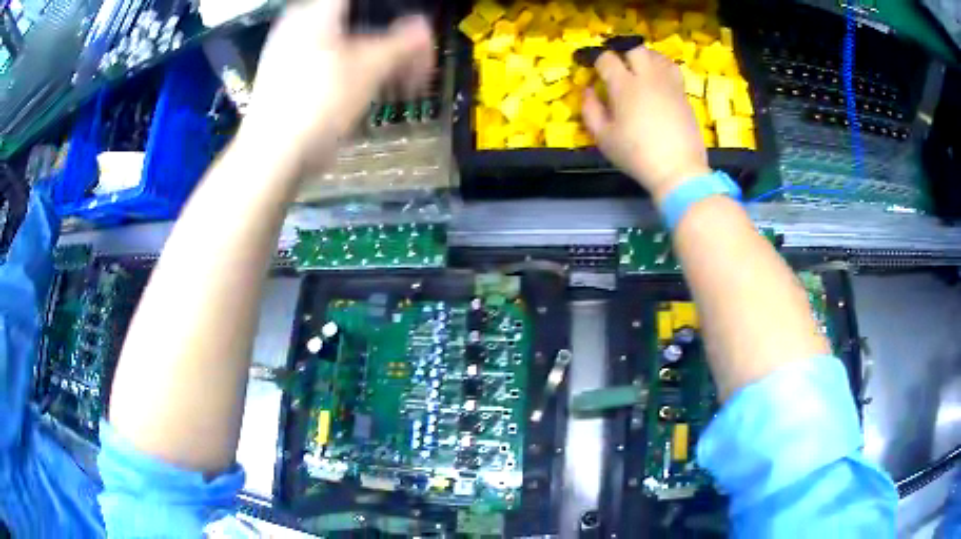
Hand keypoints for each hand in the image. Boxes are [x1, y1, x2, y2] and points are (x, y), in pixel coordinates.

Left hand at [237, 0, 433, 178]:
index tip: (406, 25)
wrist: (272, 156)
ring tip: (394, 80)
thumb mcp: (370, 69)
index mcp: (316, 12)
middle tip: (411, 60)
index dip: (387, 10)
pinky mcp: (282, 78)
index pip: (357, 1)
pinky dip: (349, 69)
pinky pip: (324, 61)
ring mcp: (285, 52)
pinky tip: (362, 91)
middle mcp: (297, 24)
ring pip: (340, 42)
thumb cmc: (319, 103)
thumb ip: (403, 43)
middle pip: (353, 19)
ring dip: (372, 55)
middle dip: (388, 38)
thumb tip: (424, 28)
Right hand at [583, 48, 710, 203]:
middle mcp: (647, 77)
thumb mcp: (603, 138)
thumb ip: (590, 110)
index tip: (592, 67)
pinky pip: (672, 70)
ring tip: (638, 67)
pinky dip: (661, 68)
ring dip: (644, 56)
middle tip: (616, 63)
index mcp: (624, 86)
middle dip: (622, 51)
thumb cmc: (636, 155)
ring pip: (656, 55)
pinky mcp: (683, 94)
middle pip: (633, 48)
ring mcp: (668, 84)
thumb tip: (587, 90)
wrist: (678, 169)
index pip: (607, 59)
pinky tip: (657, 80)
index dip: (596, 60)